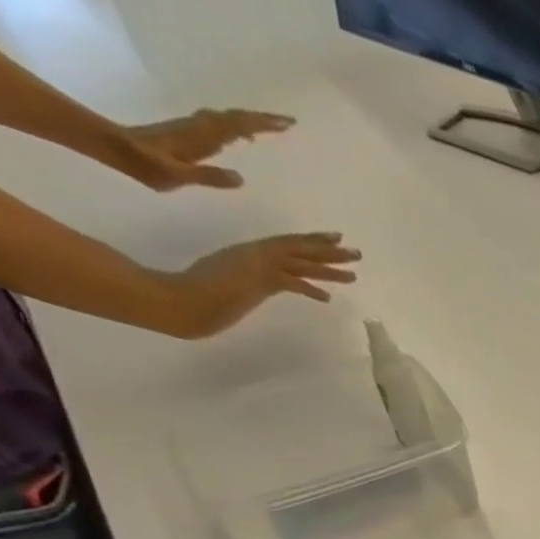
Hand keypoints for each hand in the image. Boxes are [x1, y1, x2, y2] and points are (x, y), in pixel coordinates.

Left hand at [113, 108, 293, 190]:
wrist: (116, 148)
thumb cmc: (146, 165)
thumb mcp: (178, 176)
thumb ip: (208, 177)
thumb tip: (241, 178)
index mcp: (202, 137)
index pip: (237, 126)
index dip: (262, 124)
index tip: (286, 124)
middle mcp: (201, 127)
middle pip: (235, 118)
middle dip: (262, 120)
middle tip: (288, 123)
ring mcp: (195, 128)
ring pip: (229, 119)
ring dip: (251, 121)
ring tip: (272, 127)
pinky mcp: (191, 132)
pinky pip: (222, 126)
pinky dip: (237, 127)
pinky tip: (244, 137)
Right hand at [162, 233, 360, 337]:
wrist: (183, 299)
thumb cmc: (198, 291)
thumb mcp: (230, 280)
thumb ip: (248, 279)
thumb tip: (258, 286)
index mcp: (251, 252)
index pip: (289, 245)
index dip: (313, 241)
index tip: (335, 239)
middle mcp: (257, 254)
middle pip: (301, 250)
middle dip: (330, 251)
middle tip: (356, 252)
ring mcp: (258, 266)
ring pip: (301, 263)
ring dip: (329, 268)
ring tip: (354, 273)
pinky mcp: (258, 280)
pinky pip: (290, 282)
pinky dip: (309, 289)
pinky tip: (327, 297)